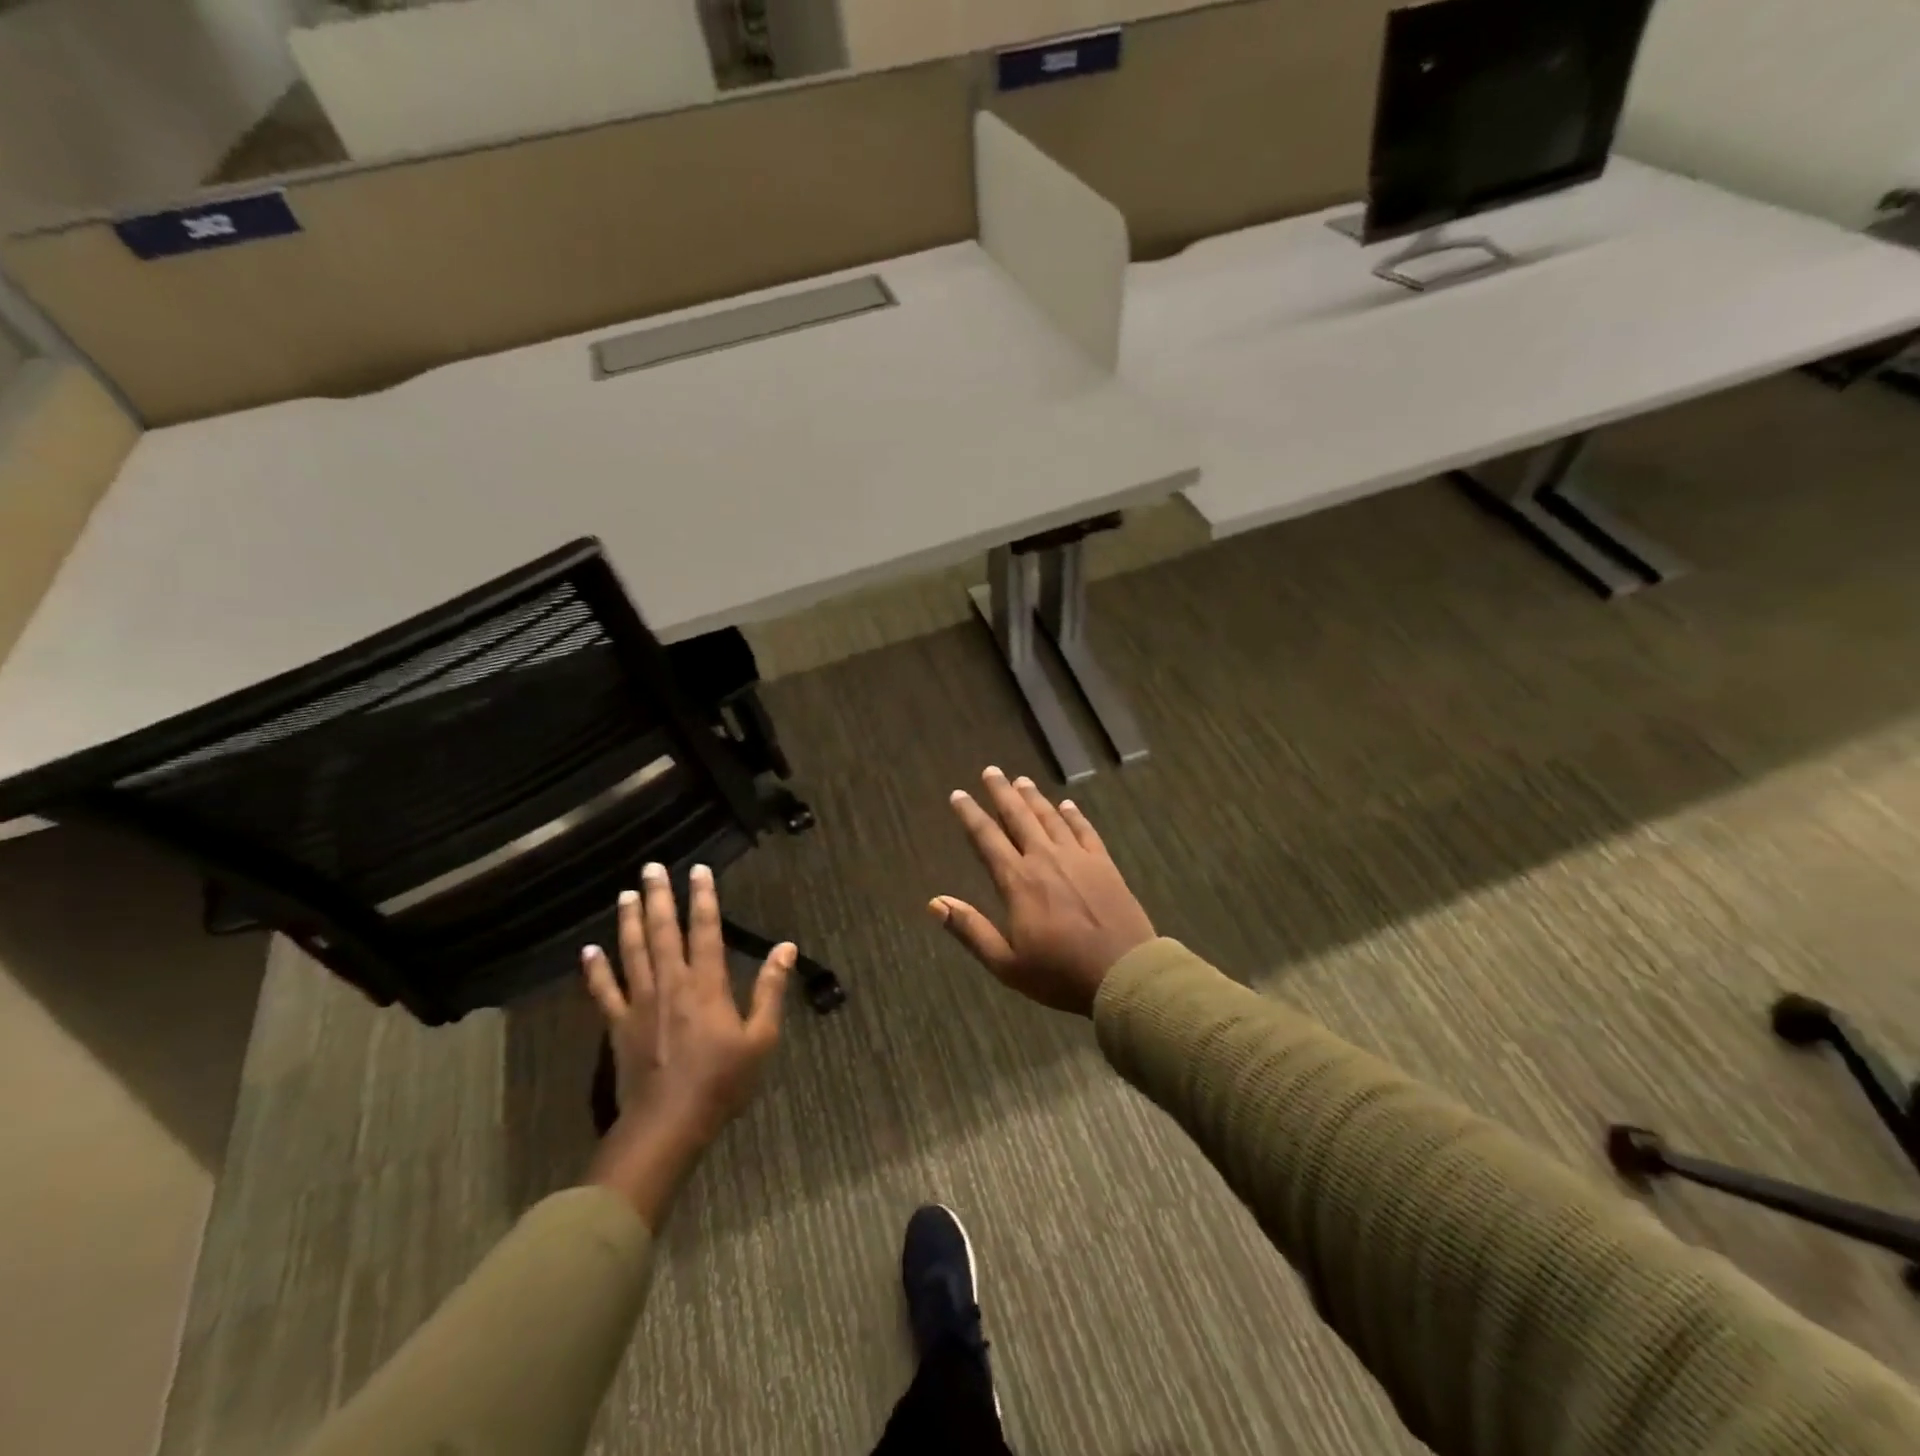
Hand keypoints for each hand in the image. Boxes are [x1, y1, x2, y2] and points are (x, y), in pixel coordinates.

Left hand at [580, 862, 791, 1221]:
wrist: (668, 1125)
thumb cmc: (722, 1082)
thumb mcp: (761, 1039)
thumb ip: (771, 990)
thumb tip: (786, 947)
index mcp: (707, 984)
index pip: (706, 930)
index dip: (703, 898)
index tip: (698, 870)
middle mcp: (671, 984)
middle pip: (662, 932)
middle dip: (658, 897)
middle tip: (651, 867)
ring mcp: (640, 1004)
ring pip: (632, 952)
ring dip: (629, 921)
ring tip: (627, 893)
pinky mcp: (618, 1026)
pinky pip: (604, 992)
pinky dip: (595, 970)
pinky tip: (588, 950)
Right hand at [931, 766, 1154, 1014]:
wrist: (1124, 974)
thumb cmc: (1060, 974)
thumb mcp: (1006, 963)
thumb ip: (970, 929)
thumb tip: (934, 903)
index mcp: (1018, 881)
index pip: (987, 839)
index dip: (970, 815)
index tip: (958, 795)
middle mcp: (1045, 859)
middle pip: (1019, 817)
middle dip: (1002, 793)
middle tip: (991, 771)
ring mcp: (1078, 858)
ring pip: (1050, 818)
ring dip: (1034, 798)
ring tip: (1022, 780)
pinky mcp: (1104, 864)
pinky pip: (1085, 830)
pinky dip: (1074, 815)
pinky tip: (1067, 804)